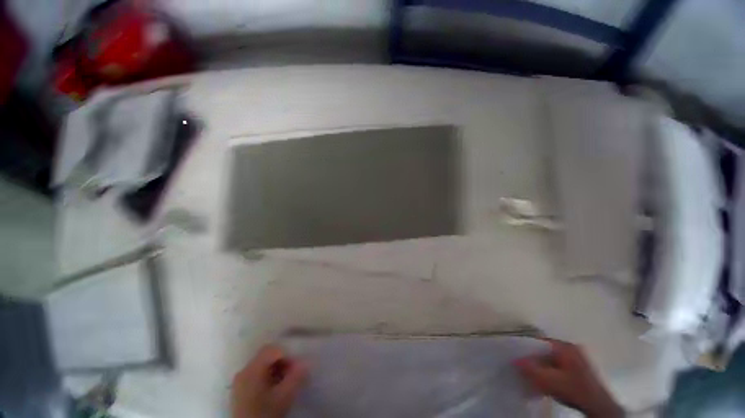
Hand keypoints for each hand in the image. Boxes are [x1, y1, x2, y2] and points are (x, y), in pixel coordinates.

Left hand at [232, 345, 306, 417]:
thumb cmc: (266, 412)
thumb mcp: (284, 396)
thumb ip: (296, 378)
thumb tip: (306, 361)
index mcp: (252, 369)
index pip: (270, 350)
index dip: (287, 356)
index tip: (298, 370)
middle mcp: (243, 371)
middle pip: (264, 358)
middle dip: (282, 366)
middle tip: (294, 380)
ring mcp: (239, 380)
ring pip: (259, 369)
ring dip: (275, 374)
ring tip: (285, 389)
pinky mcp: (239, 390)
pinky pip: (254, 378)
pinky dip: (266, 381)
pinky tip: (273, 394)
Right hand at [515, 340, 623, 417]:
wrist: (594, 399)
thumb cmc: (571, 388)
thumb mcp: (548, 381)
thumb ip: (532, 369)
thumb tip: (517, 359)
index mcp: (567, 347)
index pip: (544, 342)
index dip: (530, 349)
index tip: (517, 359)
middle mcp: (575, 347)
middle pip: (550, 351)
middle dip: (537, 360)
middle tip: (524, 372)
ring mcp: (580, 357)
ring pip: (557, 359)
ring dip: (545, 367)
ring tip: (535, 379)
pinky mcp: (582, 367)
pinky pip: (563, 365)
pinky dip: (554, 371)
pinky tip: (550, 383)